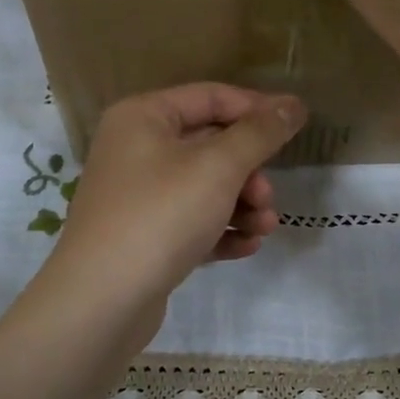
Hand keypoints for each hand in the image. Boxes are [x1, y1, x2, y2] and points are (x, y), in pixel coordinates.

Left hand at [40, 84, 305, 352]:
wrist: (102, 301)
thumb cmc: (161, 216)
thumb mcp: (218, 168)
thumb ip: (259, 133)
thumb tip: (292, 104)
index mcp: (144, 117)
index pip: (211, 97)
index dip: (257, 109)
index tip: (297, 125)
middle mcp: (136, 149)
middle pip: (210, 145)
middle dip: (249, 172)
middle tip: (267, 198)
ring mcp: (138, 195)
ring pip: (204, 187)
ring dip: (242, 205)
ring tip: (264, 229)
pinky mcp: (144, 236)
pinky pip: (192, 221)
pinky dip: (221, 230)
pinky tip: (246, 247)